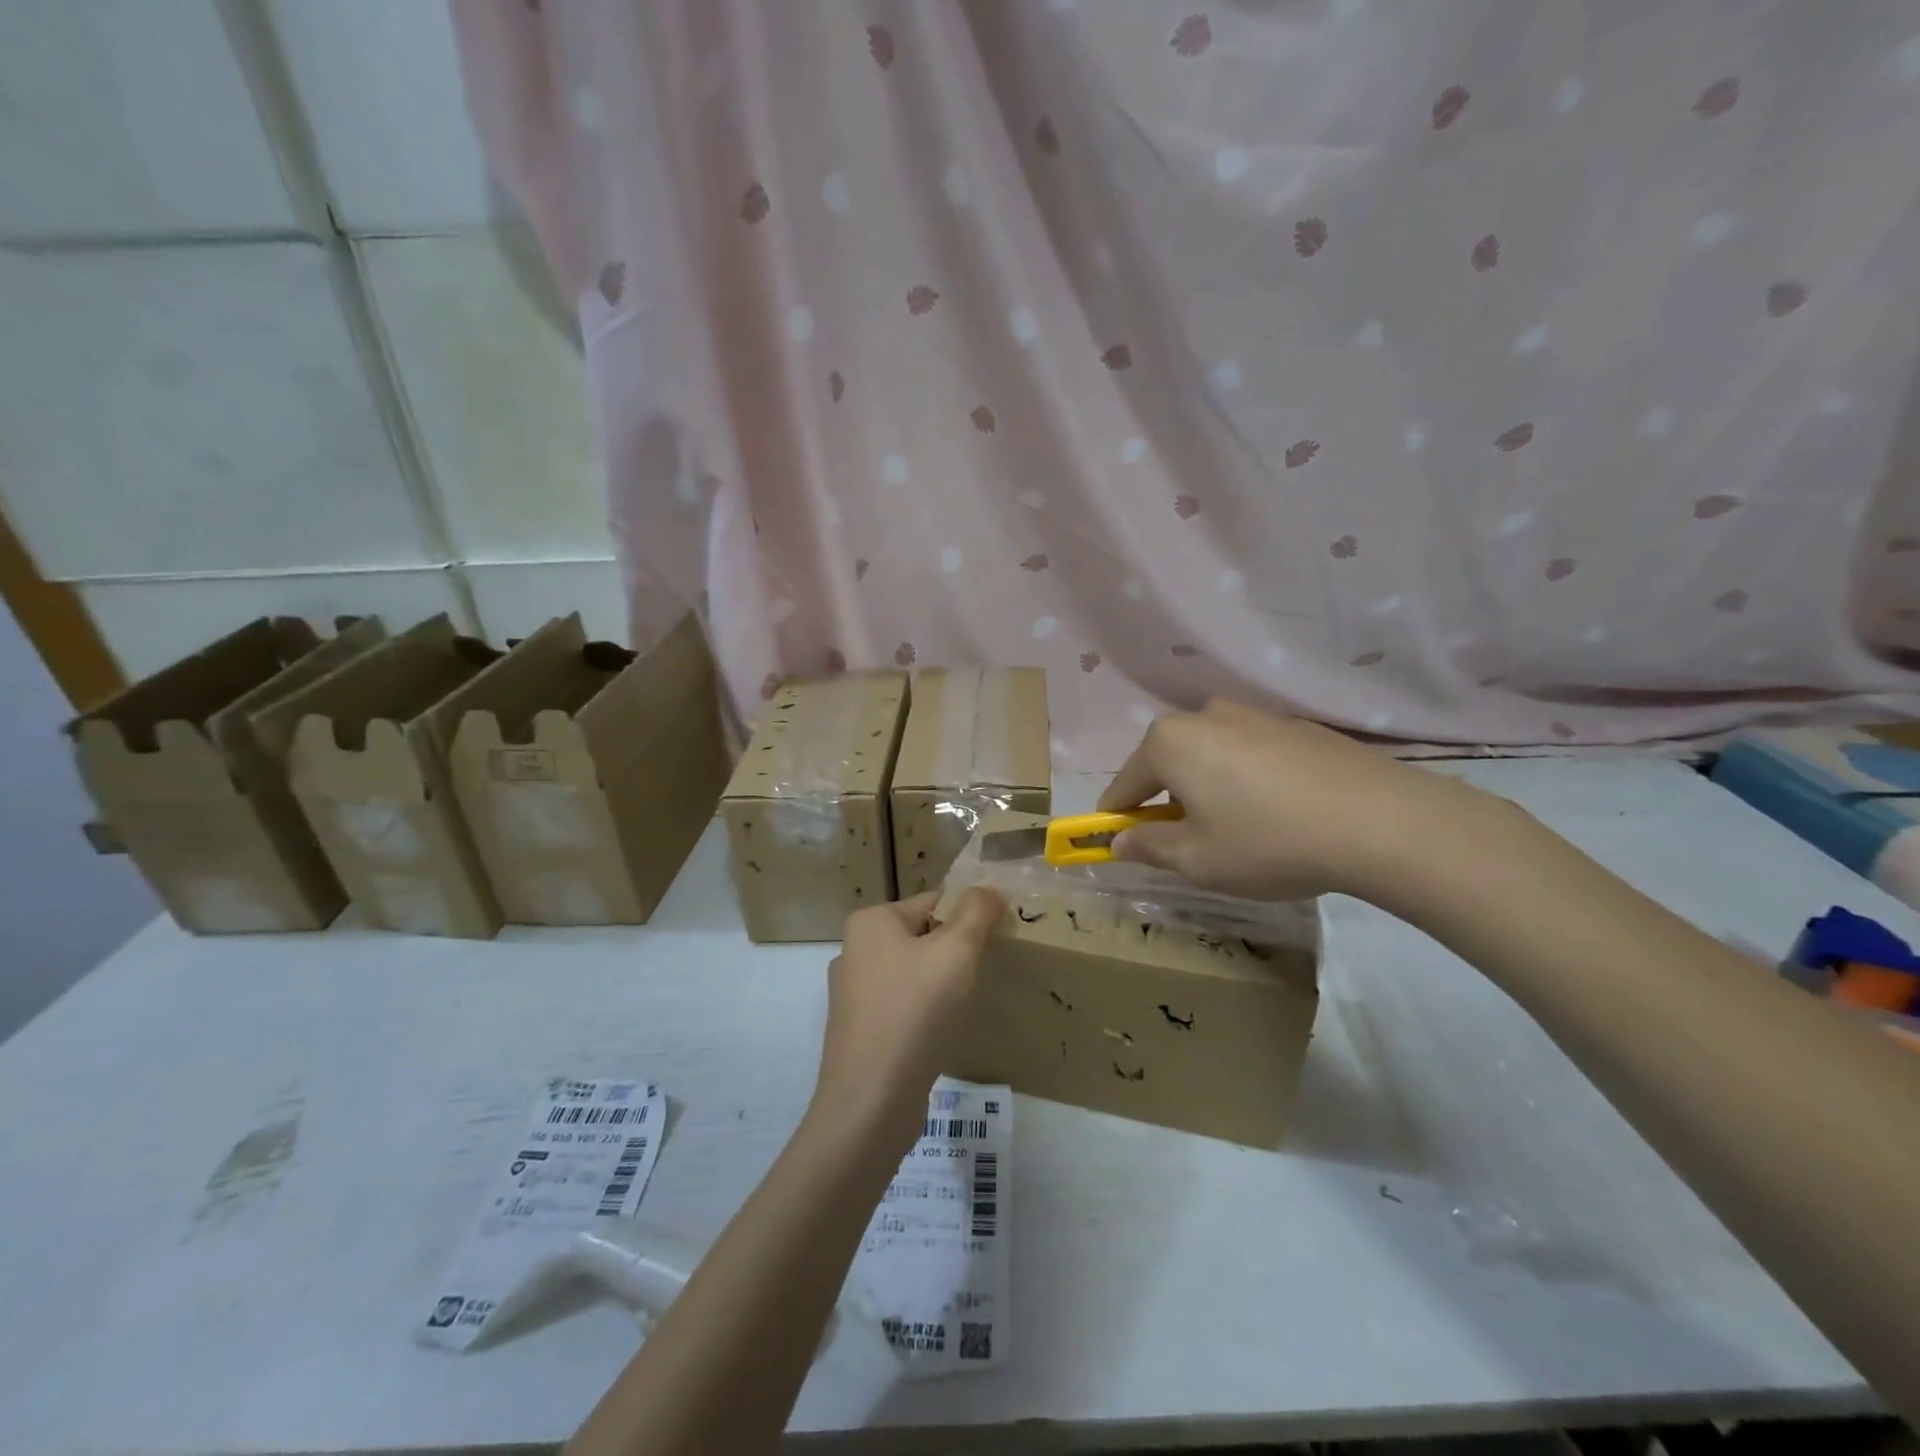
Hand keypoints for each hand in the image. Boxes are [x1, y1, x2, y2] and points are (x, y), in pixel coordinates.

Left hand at [812, 890, 1004, 1145]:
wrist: (871, 1101)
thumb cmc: (915, 1011)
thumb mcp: (956, 951)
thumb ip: (976, 913)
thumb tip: (988, 889)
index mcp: (870, 922)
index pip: (933, 902)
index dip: (969, 918)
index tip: (996, 941)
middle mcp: (854, 950)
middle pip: (922, 937)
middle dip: (954, 952)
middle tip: (984, 973)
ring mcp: (852, 994)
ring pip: (913, 974)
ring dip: (941, 985)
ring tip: (965, 1005)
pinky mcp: (859, 1031)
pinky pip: (902, 1006)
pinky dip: (924, 1013)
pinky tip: (941, 1032)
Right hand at [1098, 699, 1477, 902]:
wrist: (1381, 821)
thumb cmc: (1267, 842)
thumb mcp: (1197, 860)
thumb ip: (1148, 847)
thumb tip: (1119, 842)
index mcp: (1170, 742)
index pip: (1125, 784)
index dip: (1116, 817)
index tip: (1113, 843)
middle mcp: (1206, 716)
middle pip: (1168, 763)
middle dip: (1165, 801)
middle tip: (1181, 843)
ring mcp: (1256, 716)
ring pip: (1210, 756)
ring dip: (1206, 788)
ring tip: (1234, 830)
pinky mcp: (1297, 727)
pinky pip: (1250, 755)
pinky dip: (1246, 781)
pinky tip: (1275, 814)